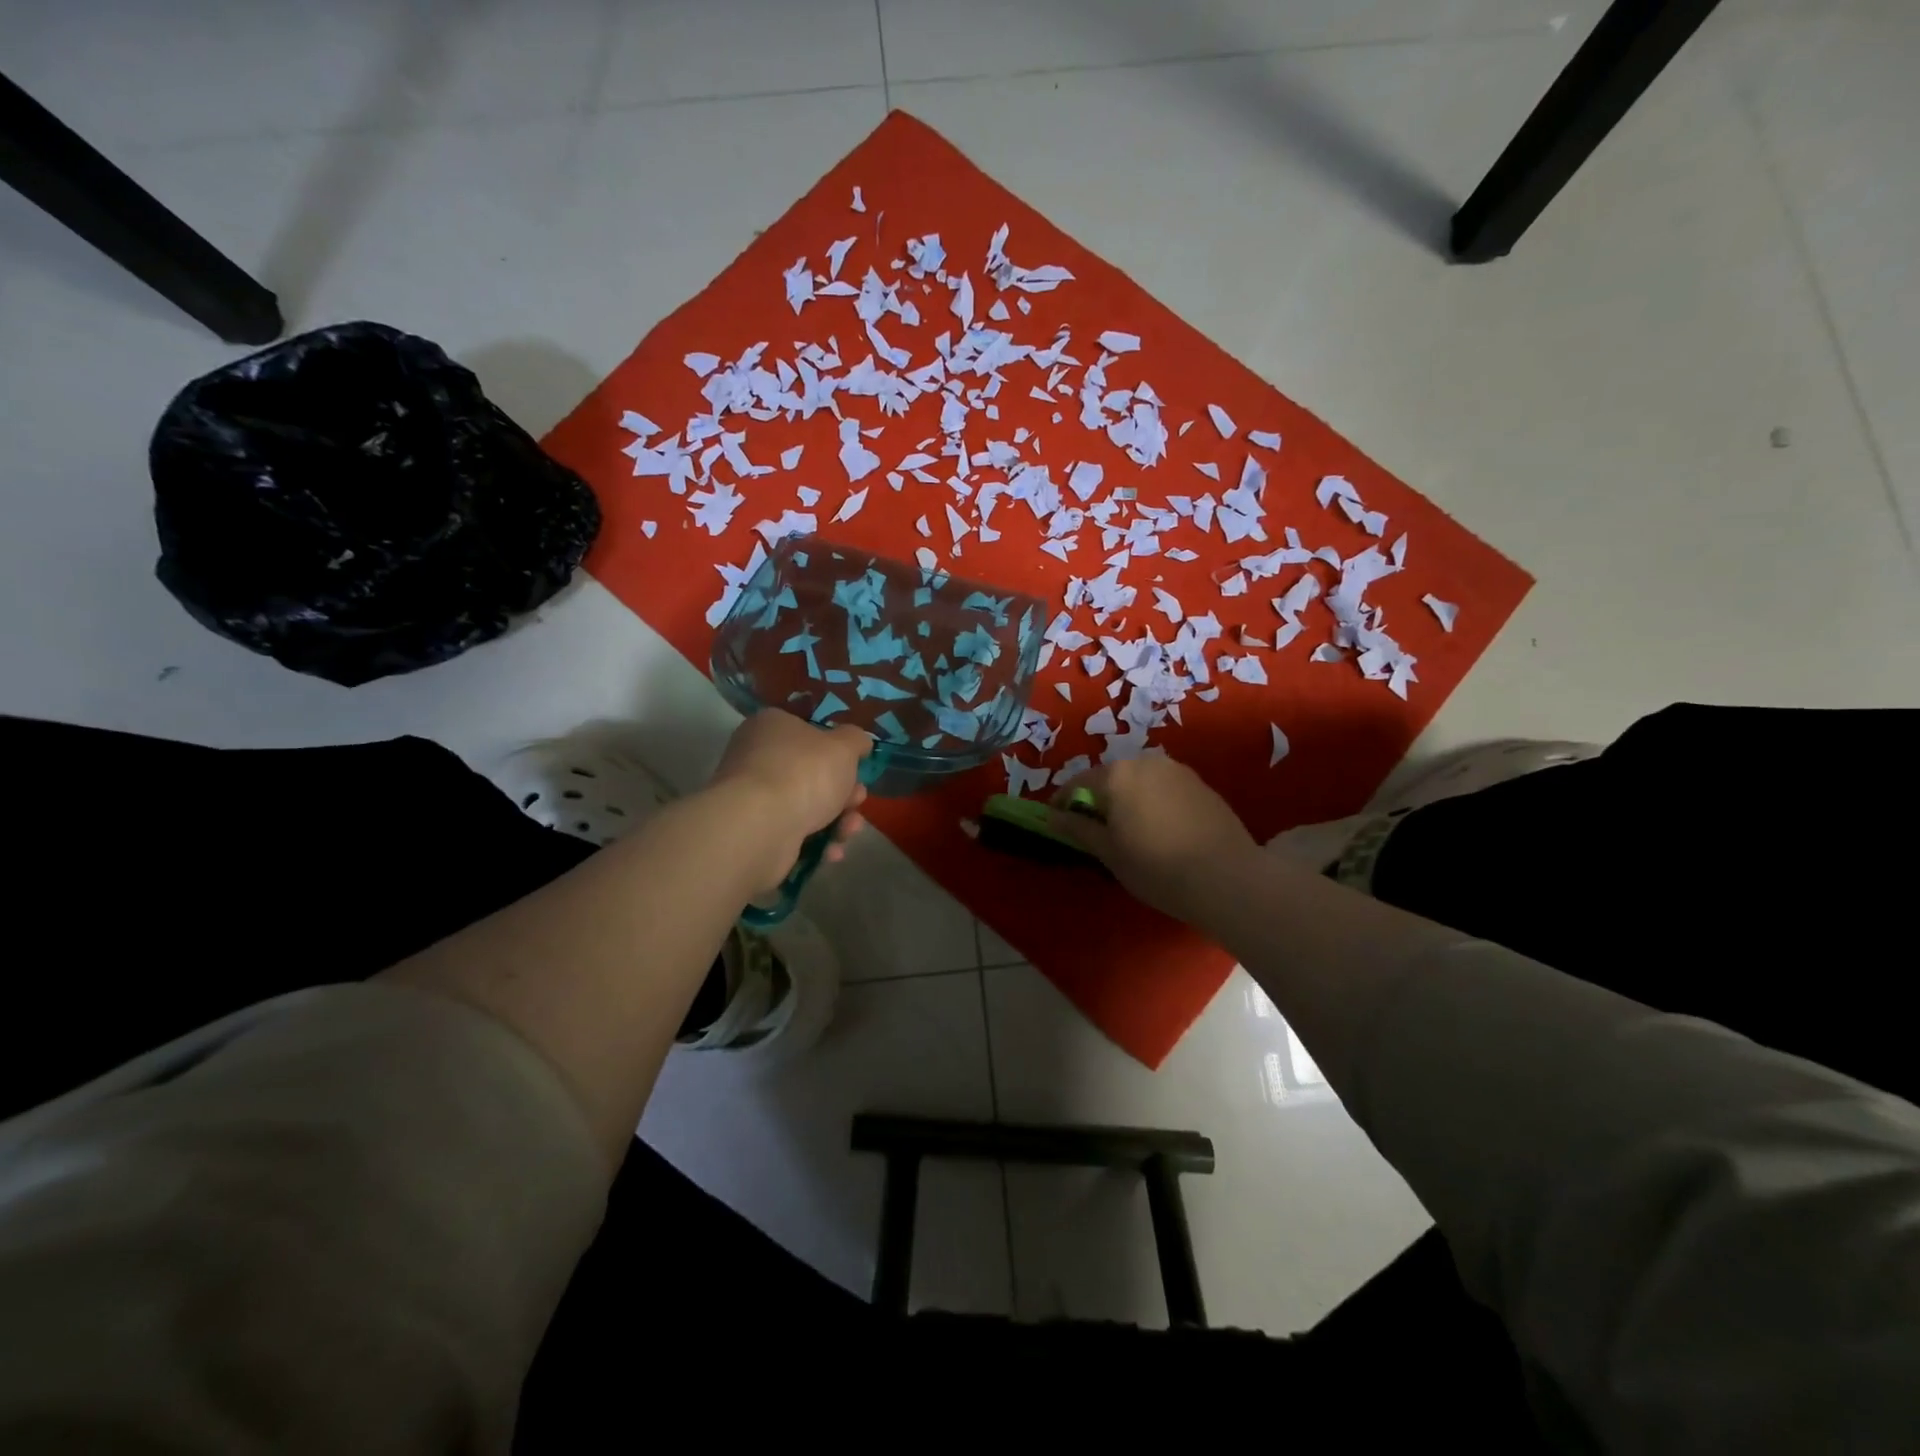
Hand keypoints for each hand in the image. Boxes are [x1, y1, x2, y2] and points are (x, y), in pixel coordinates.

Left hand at [709, 710, 870, 889]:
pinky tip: (832, 851)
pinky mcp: (755, 833)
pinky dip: (816, 843)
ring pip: (806, 807)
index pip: (808, 732)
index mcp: (771, 727)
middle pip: (811, 774)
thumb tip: (859, 742)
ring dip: (836, 821)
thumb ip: (856, 740)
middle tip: (857, 801)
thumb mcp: (844, 746)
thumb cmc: (804, 774)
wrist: (761, 827)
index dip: (837, 752)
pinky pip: (793, 834)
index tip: (857, 768)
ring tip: (849, 831)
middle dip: (843, 793)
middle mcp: (757, 758)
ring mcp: (753, 798)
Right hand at [1047, 755, 1255, 920]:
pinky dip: (1155, 802)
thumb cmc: (1157, 867)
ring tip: (1132, 831)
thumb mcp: (1109, 852)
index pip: (1077, 782)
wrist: (1228, 878)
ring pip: (1140, 780)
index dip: (1063, 802)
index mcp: (1116, 775)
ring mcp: (1177, 770)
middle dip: (1099, 798)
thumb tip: (1052, 816)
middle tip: (1098, 831)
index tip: (1058, 822)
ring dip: (1129, 799)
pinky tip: (1163, 831)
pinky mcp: (1202, 784)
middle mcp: (1145, 762)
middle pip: (1110, 777)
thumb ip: (1078, 828)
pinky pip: (1165, 788)